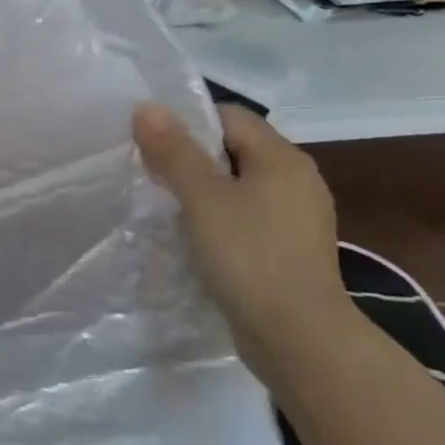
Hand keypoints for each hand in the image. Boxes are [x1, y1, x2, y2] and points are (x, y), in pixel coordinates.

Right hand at [133, 101, 354, 377]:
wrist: (299, 338)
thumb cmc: (249, 256)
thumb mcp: (202, 198)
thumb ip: (174, 151)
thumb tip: (146, 106)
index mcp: (282, 158)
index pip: (229, 116)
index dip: (188, 121)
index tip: (151, 142)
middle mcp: (297, 180)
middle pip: (234, 149)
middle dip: (191, 158)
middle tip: (151, 172)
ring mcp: (297, 217)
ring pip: (239, 186)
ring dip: (203, 191)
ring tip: (166, 205)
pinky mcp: (289, 249)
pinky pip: (247, 217)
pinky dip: (220, 219)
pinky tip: (195, 237)